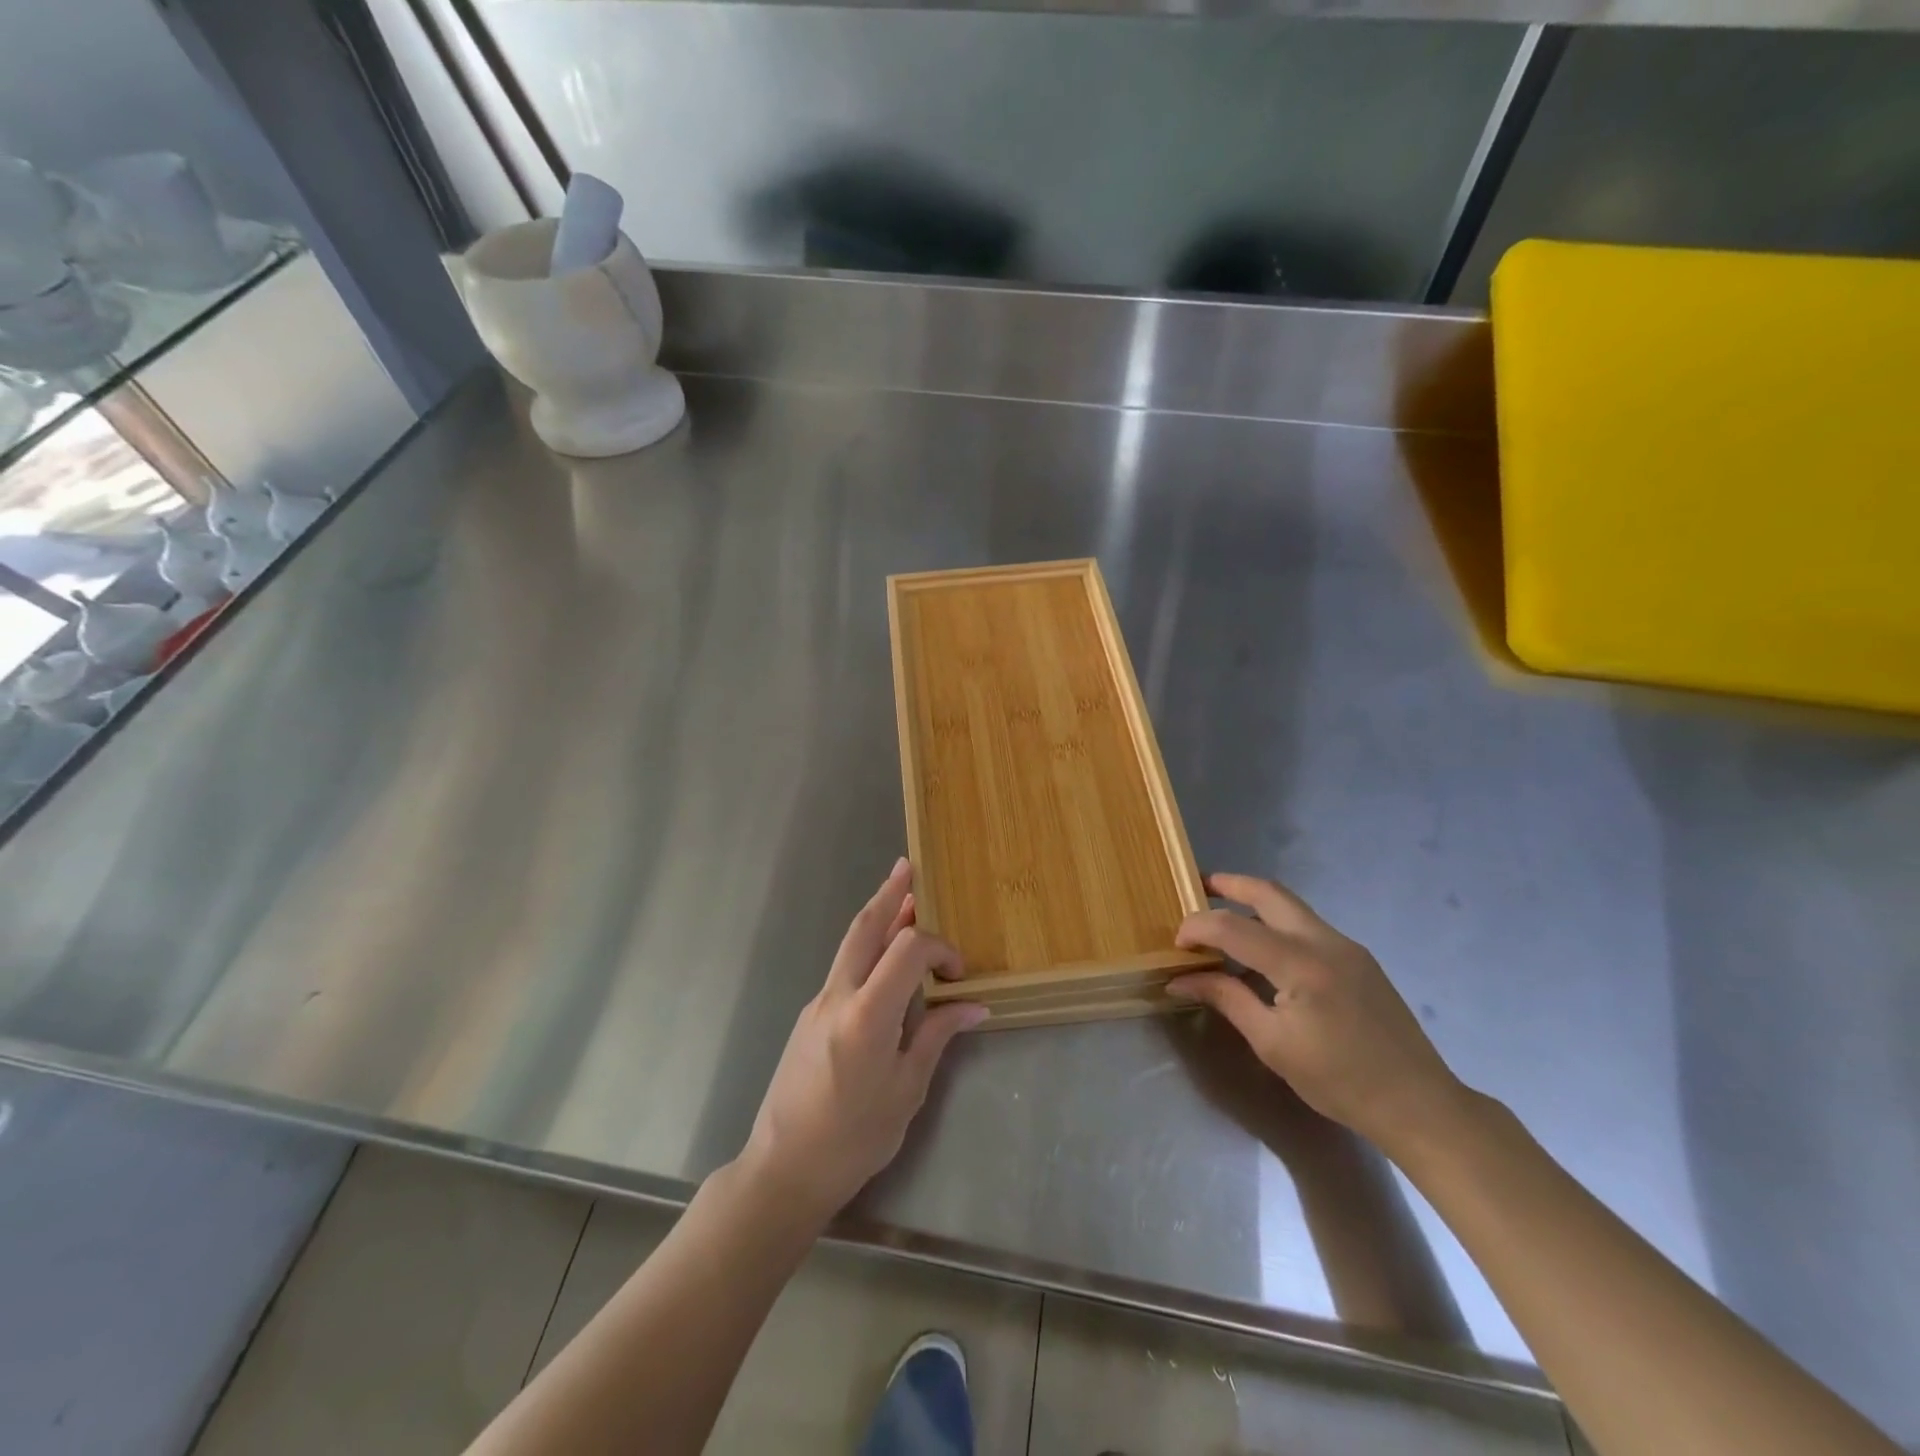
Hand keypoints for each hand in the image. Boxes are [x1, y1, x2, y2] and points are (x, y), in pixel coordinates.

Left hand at [739, 859, 985, 1223]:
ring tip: (901, 895)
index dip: (939, 948)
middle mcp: (837, 996)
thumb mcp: (907, 1090)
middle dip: (888, 894)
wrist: (784, 1169)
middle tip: (907, 867)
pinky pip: (843, 969)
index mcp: (867, 1014)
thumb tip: (974, 1005)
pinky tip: (884, 960)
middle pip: (864, 928)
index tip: (958, 974)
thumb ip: (936, 1036)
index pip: (907, 949)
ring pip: (850, 944)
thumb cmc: (855, 1138)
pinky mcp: (809, 1016)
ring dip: (877, 917)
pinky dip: (866, 949)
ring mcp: (817, 1003)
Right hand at [1167, 873, 1466, 1158]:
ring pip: (1290, 906)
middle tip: (1197, 887)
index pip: (1233, 928)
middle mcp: (1325, 941)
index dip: (1197, 929)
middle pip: (1268, 893)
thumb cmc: (1338, 1081)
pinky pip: (1307, 927)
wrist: (1418, 1104)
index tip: (1176, 945)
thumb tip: (1180, 980)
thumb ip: (1226, 999)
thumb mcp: (1272, 1044)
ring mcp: (1347, 946)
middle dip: (1229, 884)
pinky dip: (1276, 926)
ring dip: (1253, 903)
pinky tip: (1263, 954)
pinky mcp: (1358, 958)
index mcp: (1301, 964)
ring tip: (1222, 919)